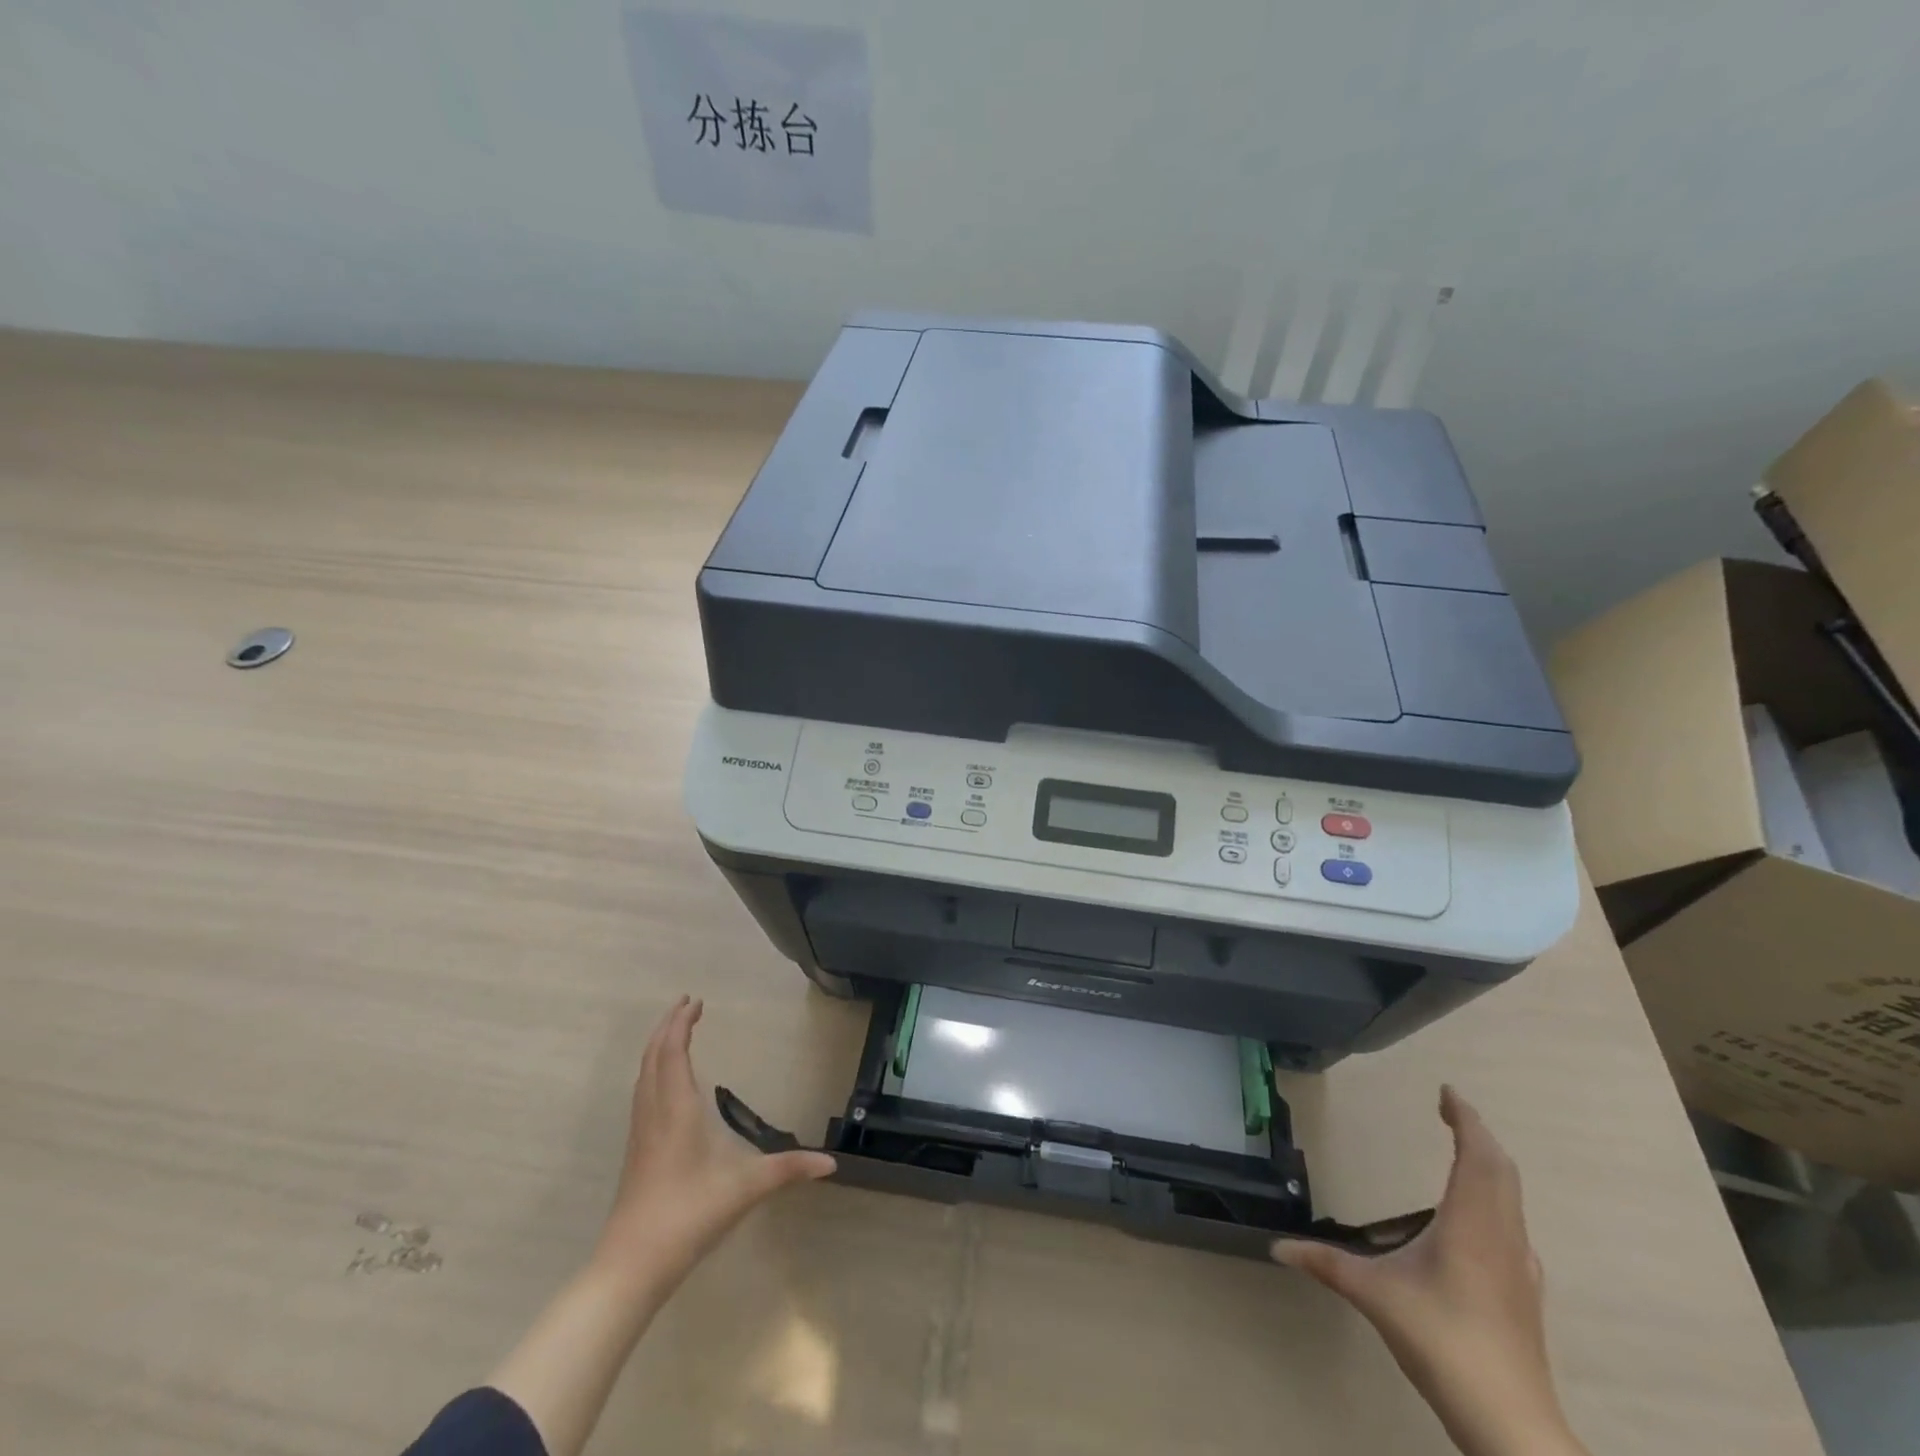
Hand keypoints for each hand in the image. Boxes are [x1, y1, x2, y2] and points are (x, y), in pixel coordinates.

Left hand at [591, 996, 834, 1299]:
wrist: (630, 1266)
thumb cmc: (688, 1215)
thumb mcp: (744, 1189)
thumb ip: (788, 1169)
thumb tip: (831, 1163)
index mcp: (676, 1109)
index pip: (673, 1051)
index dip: (680, 1023)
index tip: (695, 1000)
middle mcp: (654, 1112)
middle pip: (653, 1056)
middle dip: (667, 1026)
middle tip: (686, 1004)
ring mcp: (640, 1133)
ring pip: (643, 1075)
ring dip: (658, 1047)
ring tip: (675, 1033)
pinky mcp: (636, 1152)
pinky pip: (642, 1093)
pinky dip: (654, 1071)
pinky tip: (665, 1083)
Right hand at [1272, 1087, 1586, 1455]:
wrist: (1511, 1424)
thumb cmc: (1443, 1342)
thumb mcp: (1375, 1296)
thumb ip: (1325, 1264)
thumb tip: (1276, 1247)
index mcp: (1470, 1224)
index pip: (1477, 1155)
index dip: (1465, 1118)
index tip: (1447, 1092)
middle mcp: (1502, 1236)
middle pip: (1501, 1170)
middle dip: (1477, 1134)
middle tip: (1450, 1111)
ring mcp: (1521, 1266)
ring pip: (1512, 1197)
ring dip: (1490, 1165)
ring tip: (1463, 1151)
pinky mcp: (1526, 1292)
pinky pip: (1513, 1224)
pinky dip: (1496, 1199)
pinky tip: (1477, 1219)